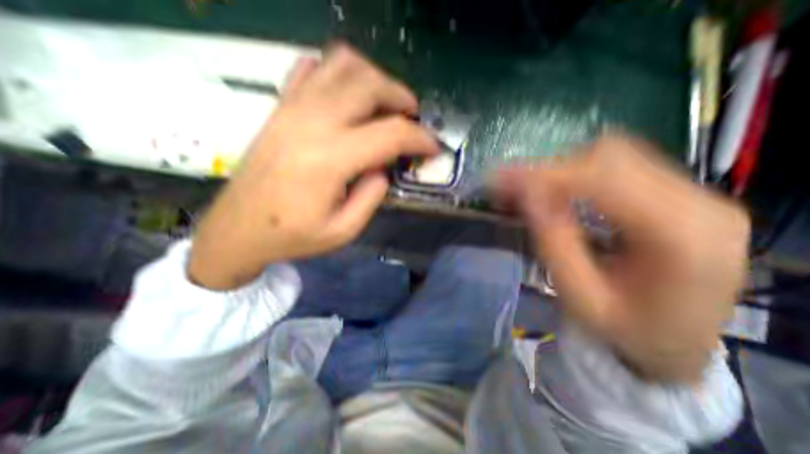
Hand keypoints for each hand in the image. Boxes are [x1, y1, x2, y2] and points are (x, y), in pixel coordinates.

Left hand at [187, 46, 440, 290]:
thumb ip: (372, 196)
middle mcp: (313, 123)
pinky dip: (338, 72)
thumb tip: (383, 167)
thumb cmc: (292, 236)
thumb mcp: (344, 230)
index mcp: (331, 159)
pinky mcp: (280, 106)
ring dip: (374, 78)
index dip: (420, 138)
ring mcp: (292, 108)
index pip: (391, 133)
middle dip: (401, 97)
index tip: (433, 147)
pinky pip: (312, 68)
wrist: (237, 228)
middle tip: (412, 119)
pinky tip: (347, 95)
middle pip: (369, 85)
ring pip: (343, 65)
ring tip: (384, 103)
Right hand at [497, 135, 749, 382]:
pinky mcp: (677, 193)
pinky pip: (619, 166)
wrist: (676, 341)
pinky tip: (553, 188)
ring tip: (526, 188)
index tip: (502, 178)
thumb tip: (528, 195)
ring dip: (561, 168)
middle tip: (509, 184)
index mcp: (683, 237)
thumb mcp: (581, 298)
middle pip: (612, 158)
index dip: (548, 174)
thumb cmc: (626, 330)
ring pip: (614, 155)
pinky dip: (576, 172)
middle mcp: (699, 203)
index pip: (607, 180)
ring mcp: (694, 194)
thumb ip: (554, 244)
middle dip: (550, 168)